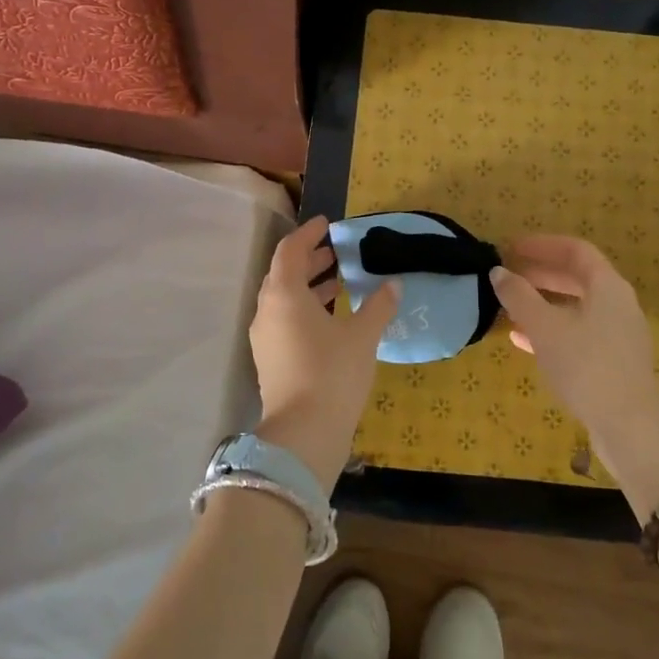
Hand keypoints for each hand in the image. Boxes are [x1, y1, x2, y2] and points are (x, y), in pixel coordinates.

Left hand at [248, 216, 399, 491]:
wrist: (303, 434)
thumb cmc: (332, 373)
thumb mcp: (362, 336)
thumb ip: (378, 306)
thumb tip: (393, 285)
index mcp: (284, 294)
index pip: (291, 249)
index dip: (309, 234)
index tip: (328, 224)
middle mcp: (267, 310)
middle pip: (284, 273)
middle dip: (311, 259)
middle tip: (339, 253)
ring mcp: (265, 337)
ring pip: (284, 298)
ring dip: (309, 285)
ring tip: (339, 282)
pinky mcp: (270, 359)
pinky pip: (285, 319)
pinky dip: (305, 308)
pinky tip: (332, 318)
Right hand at [490, 236, 658, 507]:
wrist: (630, 427)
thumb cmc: (586, 365)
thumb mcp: (544, 327)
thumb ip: (519, 296)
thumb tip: (498, 273)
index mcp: (608, 285)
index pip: (575, 249)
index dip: (541, 245)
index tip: (511, 248)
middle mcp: (618, 304)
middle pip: (577, 277)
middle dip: (540, 274)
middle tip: (507, 275)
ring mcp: (618, 335)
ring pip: (576, 307)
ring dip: (543, 303)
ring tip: (509, 306)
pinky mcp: (613, 362)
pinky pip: (578, 333)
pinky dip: (551, 330)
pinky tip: (522, 341)